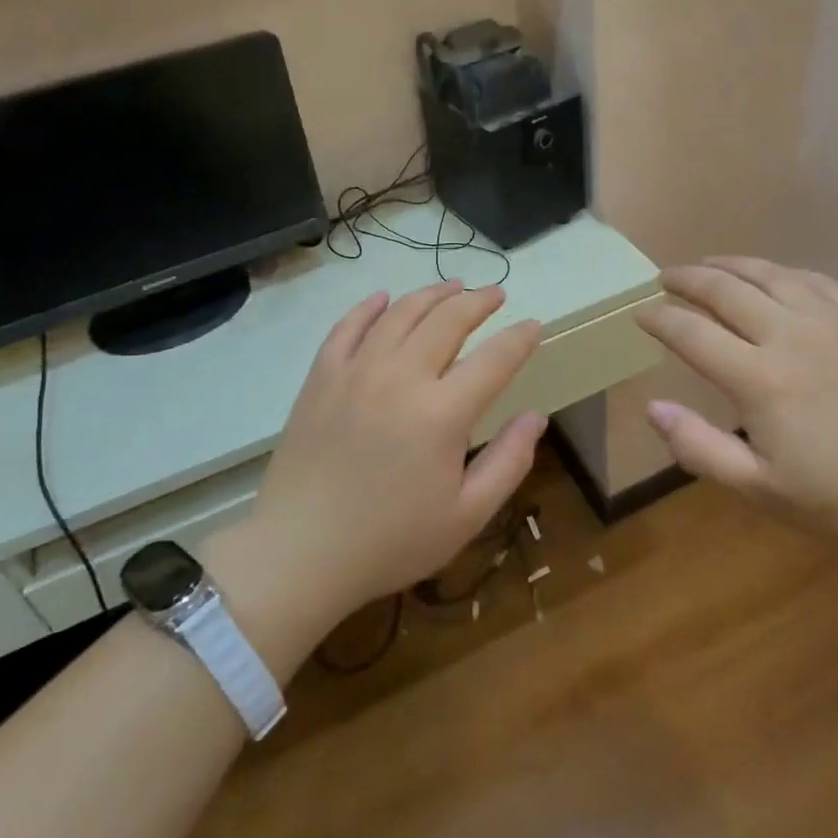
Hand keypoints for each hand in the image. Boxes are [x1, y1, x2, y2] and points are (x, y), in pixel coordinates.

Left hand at [213, 281, 545, 640]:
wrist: (300, 552)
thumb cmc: (390, 541)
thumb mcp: (465, 516)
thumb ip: (508, 461)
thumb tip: (536, 416)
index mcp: (442, 413)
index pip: (494, 359)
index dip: (519, 338)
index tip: (534, 324)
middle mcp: (400, 377)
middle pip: (447, 320)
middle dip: (477, 301)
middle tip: (495, 294)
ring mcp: (356, 372)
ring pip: (400, 313)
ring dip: (431, 294)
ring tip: (452, 286)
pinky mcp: (321, 377)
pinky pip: (347, 327)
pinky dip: (368, 307)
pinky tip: (383, 298)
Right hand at [634, 257, 837, 554]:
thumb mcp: (762, 490)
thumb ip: (699, 448)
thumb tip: (652, 408)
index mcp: (759, 378)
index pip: (691, 333)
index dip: (659, 319)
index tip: (640, 315)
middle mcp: (789, 335)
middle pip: (724, 290)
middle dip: (687, 279)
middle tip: (665, 278)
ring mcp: (831, 320)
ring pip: (767, 274)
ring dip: (729, 265)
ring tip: (707, 265)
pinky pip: (812, 279)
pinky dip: (780, 271)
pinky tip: (772, 276)